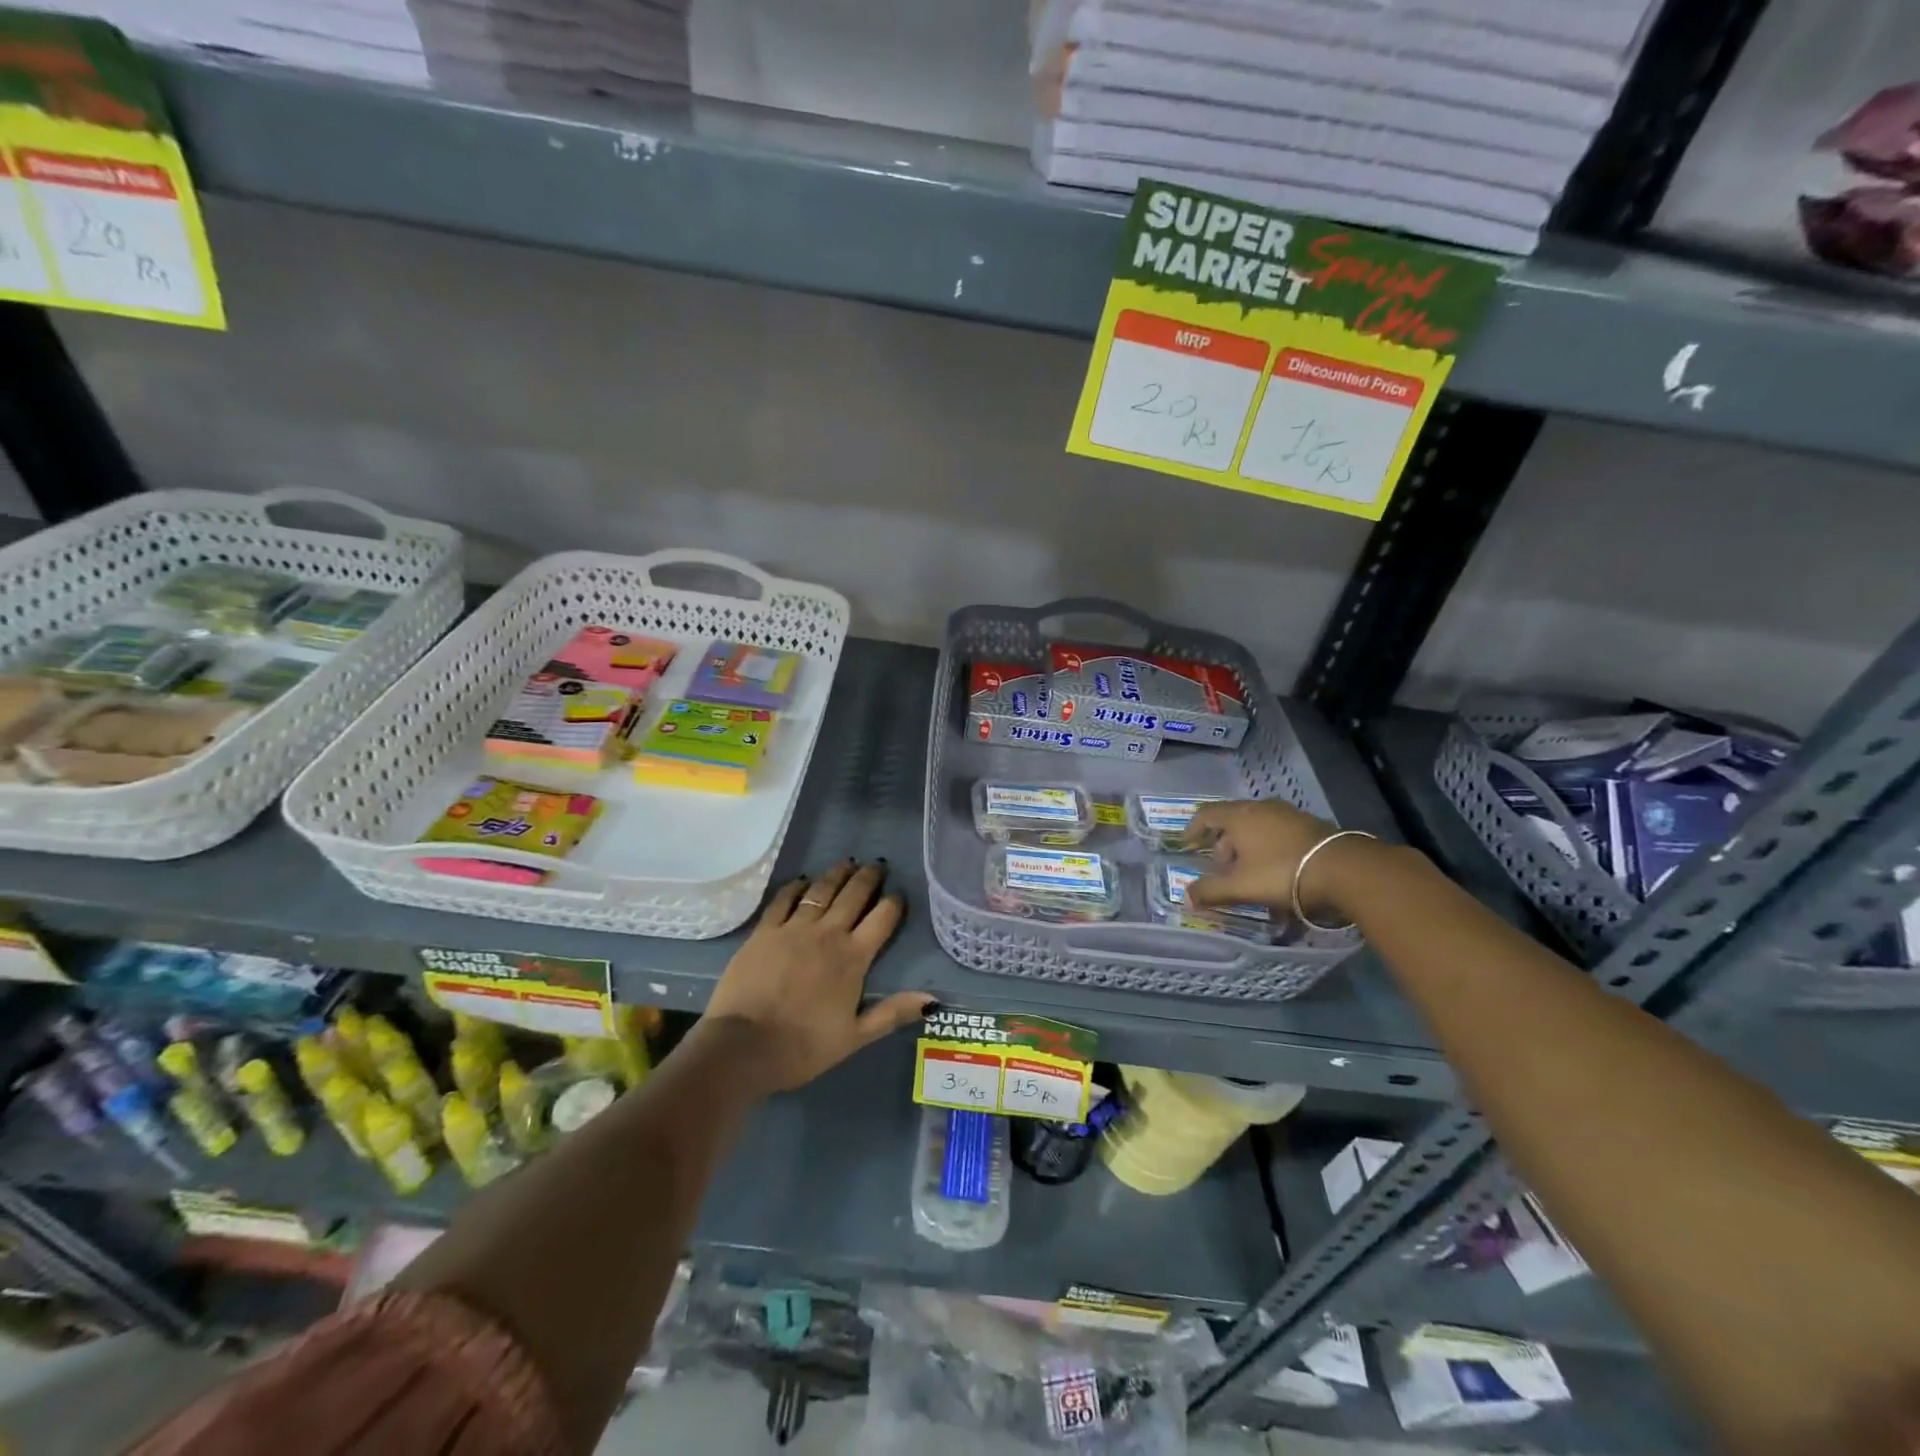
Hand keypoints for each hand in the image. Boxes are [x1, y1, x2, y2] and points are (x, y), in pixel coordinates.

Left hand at [703, 860, 930, 1093]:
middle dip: (868, 878)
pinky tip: (803, 880)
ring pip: (821, 891)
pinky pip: (784, 899)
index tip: (899, 894)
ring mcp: (794, 928)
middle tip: (876, 865)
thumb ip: (893, 1013)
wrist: (743, 1047)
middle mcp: (827, 934)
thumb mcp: (855, 1037)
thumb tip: (934, 999)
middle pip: (853, 895)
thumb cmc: (803, 1046)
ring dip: (837, 874)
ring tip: (847, 863)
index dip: (893, 903)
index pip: (882, 919)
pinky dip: (796, 887)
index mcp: (853, 958)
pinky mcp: (764, 931)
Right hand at [1184, 800, 1350, 919]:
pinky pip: (1278, 832)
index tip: (1187, 844)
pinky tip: (1277, 869)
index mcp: (1240, 816)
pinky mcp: (1311, 825)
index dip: (1193, 828)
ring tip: (1249, 871)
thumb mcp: (1242, 887)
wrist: (1346, 870)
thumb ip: (1211, 891)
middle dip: (1222, 843)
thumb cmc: (1283, 873)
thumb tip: (1186, 896)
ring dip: (1247, 846)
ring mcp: (1289, 814)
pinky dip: (1269, 847)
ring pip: (1257, 826)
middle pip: (1232, 820)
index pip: (1207, 814)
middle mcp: (1262, 808)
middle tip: (1221, 868)